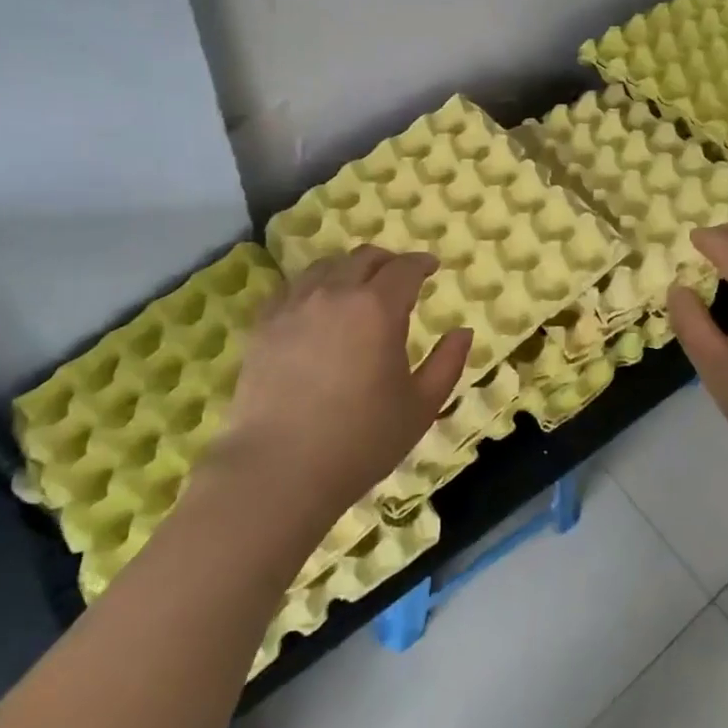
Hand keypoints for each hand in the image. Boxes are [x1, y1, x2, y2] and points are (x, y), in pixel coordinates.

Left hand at [215, 247, 472, 524]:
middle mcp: (335, 293)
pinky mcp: (263, 325)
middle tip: (398, 277)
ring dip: (348, 269)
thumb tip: (463, 332)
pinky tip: (315, 306)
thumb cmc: (360, 441)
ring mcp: (294, 306)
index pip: (405, 268)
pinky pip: (291, 288)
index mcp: (378, 308)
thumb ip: (448, 363)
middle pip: (364, 257)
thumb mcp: (421, 407)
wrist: (279, 470)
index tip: (432, 267)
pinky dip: (312, 287)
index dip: (422, 263)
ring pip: (325, 267)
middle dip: (387, 261)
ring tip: (356, 289)